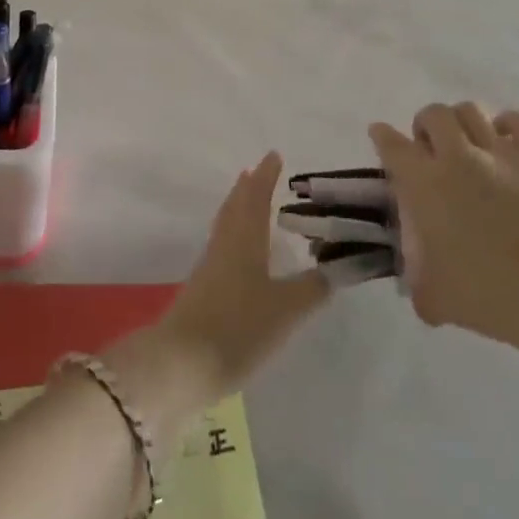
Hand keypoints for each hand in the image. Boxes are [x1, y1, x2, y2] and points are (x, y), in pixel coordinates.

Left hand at [110, 153, 327, 422]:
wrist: (182, 363)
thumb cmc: (238, 328)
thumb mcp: (285, 310)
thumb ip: (312, 288)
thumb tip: (337, 268)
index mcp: (245, 240)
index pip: (256, 198)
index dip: (266, 176)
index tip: (274, 155)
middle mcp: (225, 245)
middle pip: (235, 206)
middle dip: (248, 187)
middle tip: (259, 171)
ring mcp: (210, 266)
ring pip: (226, 224)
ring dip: (238, 207)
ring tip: (249, 200)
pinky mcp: (202, 288)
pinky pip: (221, 246)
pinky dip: (233, 233)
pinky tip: (240, 250)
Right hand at [369, 103, 518, 349]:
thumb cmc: (484, 294)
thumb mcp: (433, 297)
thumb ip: (417, 283)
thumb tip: (417, 287)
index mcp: (423, 184)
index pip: (392, 144)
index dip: (382, 136)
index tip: (380, 134)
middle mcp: (456, 157)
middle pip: (433, 115)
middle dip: (425, 125)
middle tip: (430, 148)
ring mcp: (498, 153)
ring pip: (471, 110)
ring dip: (461, 120)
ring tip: (465, 140)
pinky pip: (518, 121)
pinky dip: (508, 123)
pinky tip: (505, 138)